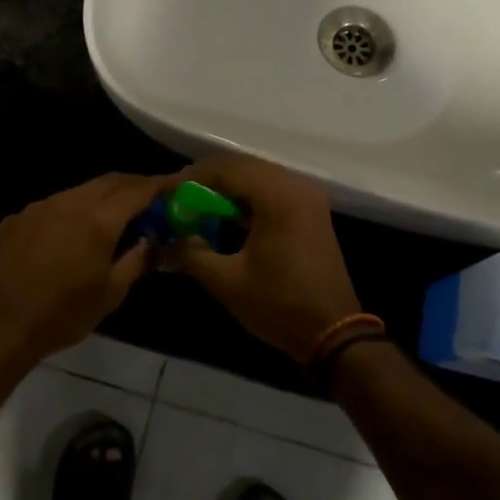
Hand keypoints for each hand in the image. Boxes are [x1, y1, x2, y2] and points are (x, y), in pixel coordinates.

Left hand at [0, 172, 174, 365]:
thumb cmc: (60, 316)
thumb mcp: (109, 295)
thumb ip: (135, 262)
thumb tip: (151, 242)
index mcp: (97, 221)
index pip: (137, 190)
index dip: (160, 184)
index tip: (175, 185)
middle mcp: (68, 203)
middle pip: (109, 181)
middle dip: (133, 185)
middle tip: (149, 199)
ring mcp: (38, 208)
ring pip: (79, 191)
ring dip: (101, 198)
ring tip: (111, 218)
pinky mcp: (15, 219)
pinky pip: (52, 206)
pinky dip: (71, 212)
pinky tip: (68, 237)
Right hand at [168, 155, 362, 362]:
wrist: (333, 332)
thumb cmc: (279, 304)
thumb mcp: (227, 281)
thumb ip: (192, 254)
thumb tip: (166, 240)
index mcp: (278, 196)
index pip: (227, 170)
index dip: (193, 178)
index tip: (167, 193)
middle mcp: (296, 185)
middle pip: (243, 167)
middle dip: (208, 181)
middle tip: (179, 200)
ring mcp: (308, 196)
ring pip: (258, 177)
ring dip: (228, 189)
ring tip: (197, 208)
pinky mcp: (311, 210)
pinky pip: (273, 191)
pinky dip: (248, 199)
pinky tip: (226, 218)